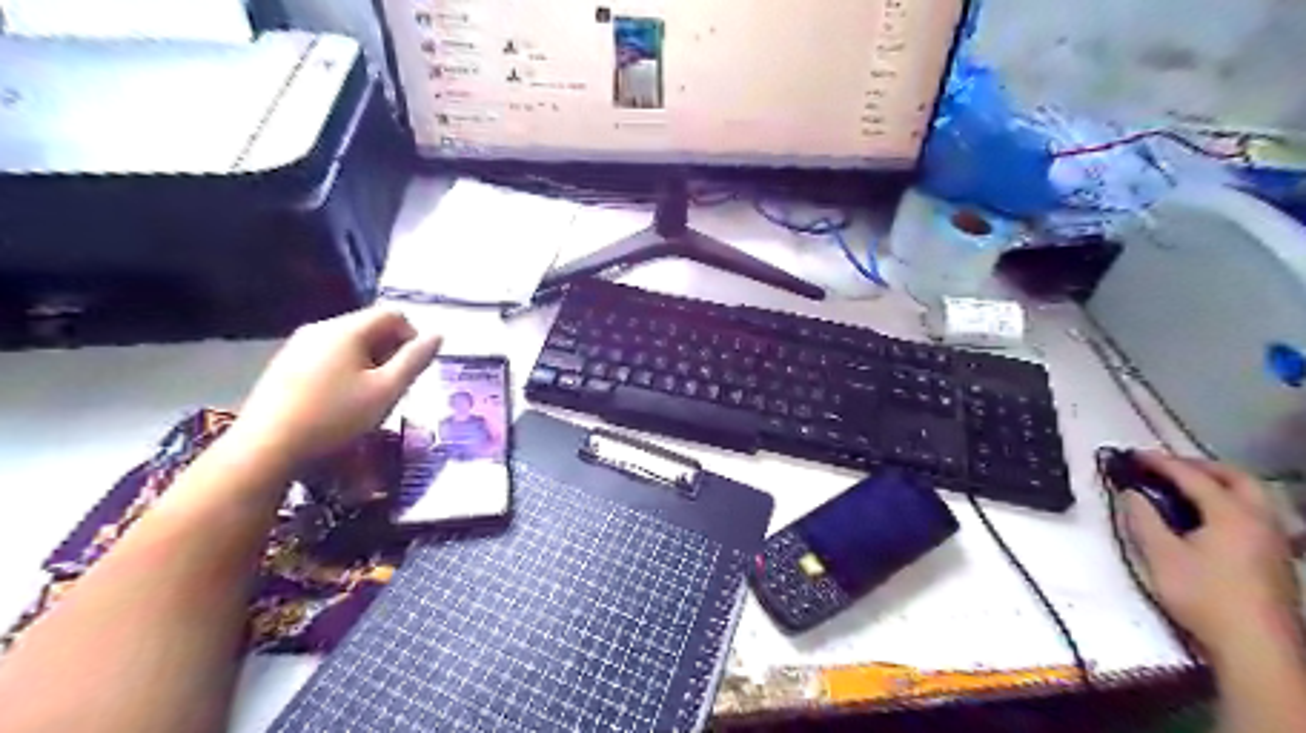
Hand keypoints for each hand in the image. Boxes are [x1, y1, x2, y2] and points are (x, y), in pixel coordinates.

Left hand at [226, 310, 441, 469]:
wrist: (266, 448)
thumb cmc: (335, 417)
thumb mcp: (386, 391)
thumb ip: (415, 360)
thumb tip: (438, 335)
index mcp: (346, 329)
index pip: (393, 314)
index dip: (414, 336)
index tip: (416, 368)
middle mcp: (321, 328)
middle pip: (370, 326)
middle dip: (391, 351)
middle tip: (396, 385)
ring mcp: (298, 345)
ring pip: (349, 343)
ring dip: (370, 362)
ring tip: (371, 396)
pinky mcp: (284, 364)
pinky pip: (327, 356)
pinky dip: (346, 369)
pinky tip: (341, 400)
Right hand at [1129, 449, 1298, 660]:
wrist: (1256, 647)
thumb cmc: (1204, 596)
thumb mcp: (1161, 555)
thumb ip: (1144, 518)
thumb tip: (1132, 493)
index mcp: (1232, 514)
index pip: (1193, 477)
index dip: (1161, 463)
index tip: (1133, 455)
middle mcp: (1260, 520)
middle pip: (1236, 478)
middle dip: (1199, 466)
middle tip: (1167, 467)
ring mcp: (1274, 540)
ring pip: (1252, 496)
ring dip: (1219, 484)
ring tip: (1187, 489)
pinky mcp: (1277, 558)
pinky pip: (1256, 514)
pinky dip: (1230, 503)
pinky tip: (1212, 518)